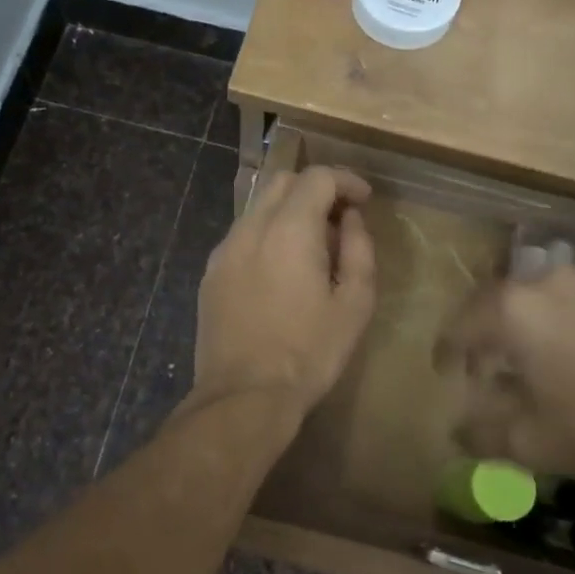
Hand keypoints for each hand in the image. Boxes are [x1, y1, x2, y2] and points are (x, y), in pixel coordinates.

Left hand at [192, 166, 376, 414]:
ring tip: (313, 246)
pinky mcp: (210, 273)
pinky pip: (242, 235)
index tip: (364, 200)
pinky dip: (267, 233)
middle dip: (316, 189)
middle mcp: (250, 228)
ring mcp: (224, 250)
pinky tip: (281, 268)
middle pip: (283, 182)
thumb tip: (351, 219)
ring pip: (258, 207)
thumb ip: (359, 250)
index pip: (317, 178)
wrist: (244, 396)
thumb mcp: (355, 304)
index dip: (346, 181)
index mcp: (289, 230)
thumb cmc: (309, 352)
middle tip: (341, 218)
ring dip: (290, 211)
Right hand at [435, 266, 574, 483]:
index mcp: (514, 311)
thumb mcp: (532, 444)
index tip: (445, 370)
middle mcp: (548, 281)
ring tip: (541, 358)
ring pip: (545, 297)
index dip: (447, 349)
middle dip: (487, 332)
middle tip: (489, 365)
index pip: (462, 324)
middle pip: (501, 303)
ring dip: (532, 323)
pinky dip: (574, 321)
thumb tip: (455, 430)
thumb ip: (481, 434)